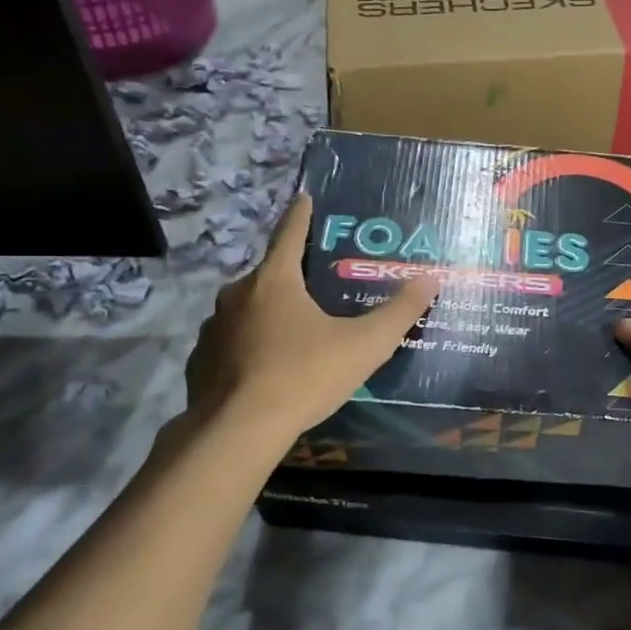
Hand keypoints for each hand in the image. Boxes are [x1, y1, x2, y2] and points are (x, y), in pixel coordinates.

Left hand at [184, 194, 439, 443]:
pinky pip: (230, 344)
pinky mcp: (201, 362)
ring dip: (268, 315)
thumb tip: (430, 280)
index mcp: (274, 281)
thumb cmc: (305, 376)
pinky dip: (248, 347)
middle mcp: (237, 295)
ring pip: (247, 311)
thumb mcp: (365, 345)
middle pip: (269, 276)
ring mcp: (213, 329)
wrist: (239, 431)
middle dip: (291, 277)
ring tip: (293, 335)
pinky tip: (264, 369)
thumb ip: (399, 312)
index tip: (304, 197)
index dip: (301, 215)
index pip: (290, 234)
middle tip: (316, 289)